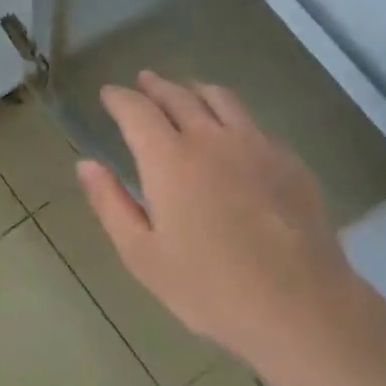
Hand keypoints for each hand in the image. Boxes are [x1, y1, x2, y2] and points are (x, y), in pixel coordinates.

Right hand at [77, 72, 365, 372]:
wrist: (299, 304)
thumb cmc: (209, 288)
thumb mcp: (143, 256)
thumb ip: (111, 204)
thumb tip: (86, 164)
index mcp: (170, 160)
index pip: (137, 110)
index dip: (119, 98)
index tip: (108, 94)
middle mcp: (212, 138)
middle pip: (179, 95)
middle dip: (155, 86)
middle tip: (142, 82)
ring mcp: (256, 144)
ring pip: (221, 99)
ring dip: (194, 90)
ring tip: (185, 91)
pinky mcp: (288, 159)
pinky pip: (252, 121)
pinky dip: (230, 114)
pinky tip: (231, 131)